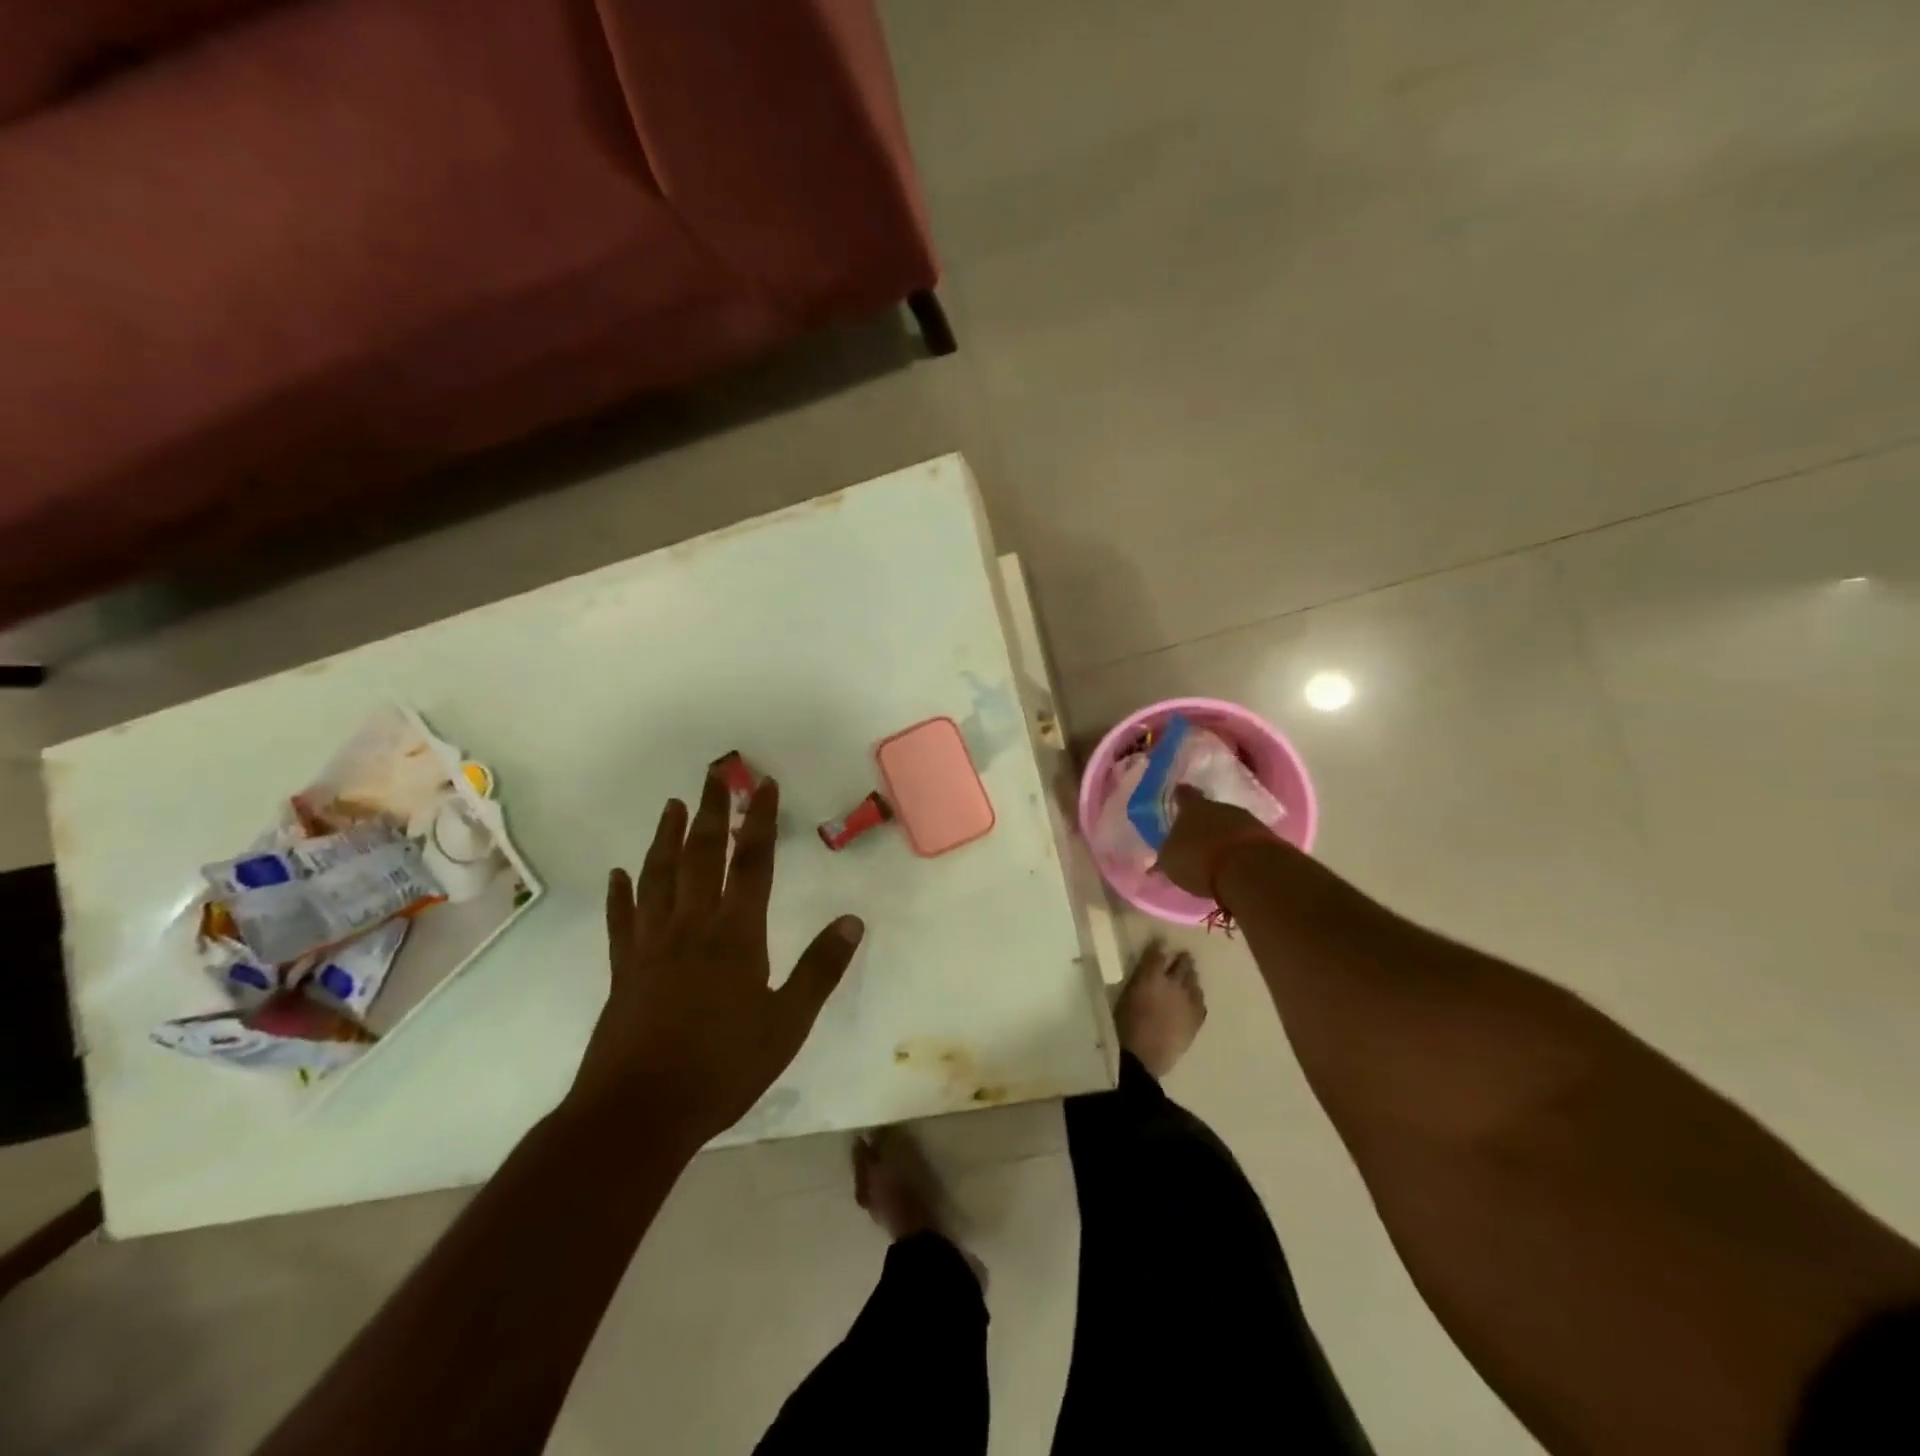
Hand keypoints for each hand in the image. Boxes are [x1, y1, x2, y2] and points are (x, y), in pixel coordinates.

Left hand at [571, 767, 864, 1147]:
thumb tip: (852, 921)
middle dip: (711, 810)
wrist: (638, 1113)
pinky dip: (621, 893)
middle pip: (700, 855)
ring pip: (658, 877)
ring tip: (672, 805)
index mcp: (735, 935)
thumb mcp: (787, 1024)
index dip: (759, 820)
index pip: (752, 863)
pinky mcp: (624, 970)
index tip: (763, 784)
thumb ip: (820, 969)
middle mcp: (691, 926)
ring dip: (665, 837)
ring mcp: (651, 945)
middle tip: (715, 773)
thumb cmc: (722, 1068)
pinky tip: (619, 874)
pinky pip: (622, 920)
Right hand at [1154, 784, 1279, 898]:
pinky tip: (1235, 864)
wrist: (1248, 869)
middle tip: (1198, 835)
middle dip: (1205, 821)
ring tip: (1218, 854)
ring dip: (1225, 836)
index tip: (1179, 794)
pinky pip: (1247, 841)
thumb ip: (1169, 852)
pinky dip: (1240, 849)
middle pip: (1211, 810)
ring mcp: (1247, 820)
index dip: (1181, 796)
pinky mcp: (1267, 838)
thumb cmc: (1198, 859)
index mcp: (1192, 808)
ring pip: (1231, 824)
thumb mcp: (1170, 860)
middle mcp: (1220, 807)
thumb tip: (1168, 850)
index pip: (1184, 795)